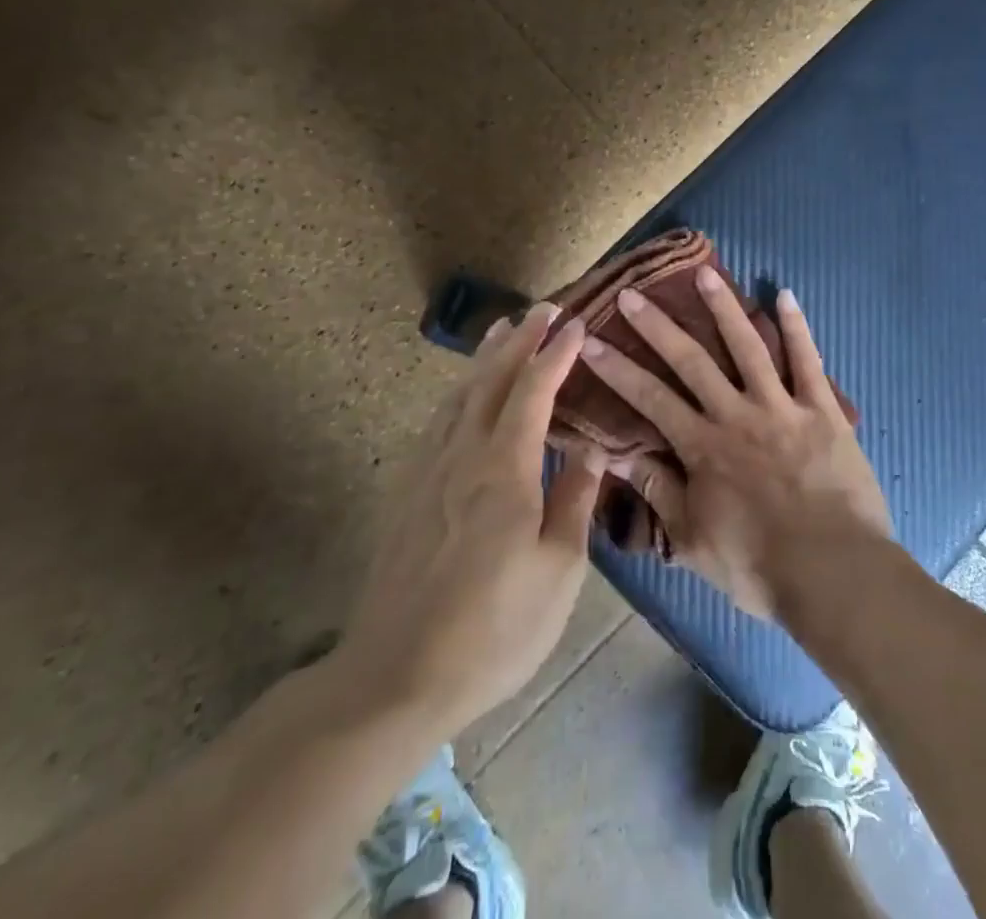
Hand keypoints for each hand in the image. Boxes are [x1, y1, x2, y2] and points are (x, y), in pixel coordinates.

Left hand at [331, 305, 601, 735]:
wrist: (394, 677)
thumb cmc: (493, 629)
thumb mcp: (557, 572)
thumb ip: (573, 501)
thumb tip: (591, 450)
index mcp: (503, 470)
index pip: (533, 392)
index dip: (555, 354)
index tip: (575, 323)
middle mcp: (462, 456)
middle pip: (491, 382)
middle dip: (519, 341)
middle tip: (541, 307)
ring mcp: (428, 473)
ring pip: (459, 397)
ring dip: (484, 360)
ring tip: (501, 332)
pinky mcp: (408, 495)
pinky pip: (439, 423)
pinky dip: (459, 393)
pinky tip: (463, 397)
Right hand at [579, 270, 891, 619]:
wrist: (834, 574)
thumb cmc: (759, 566)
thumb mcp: (693, 540)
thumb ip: (657, 492)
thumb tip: (617, 455)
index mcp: (703, 446)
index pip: (649, 398)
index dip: (617, 368)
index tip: (590, 340)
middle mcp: (736, 414)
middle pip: (691, 360)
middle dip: (657, 326)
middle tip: (631, 294)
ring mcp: (782, 407)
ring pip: (748, 346)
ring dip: (724, 308)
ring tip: (704, 273)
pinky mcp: (823, 409)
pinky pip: (808, 360)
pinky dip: (797, 327)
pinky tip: (785, 295)